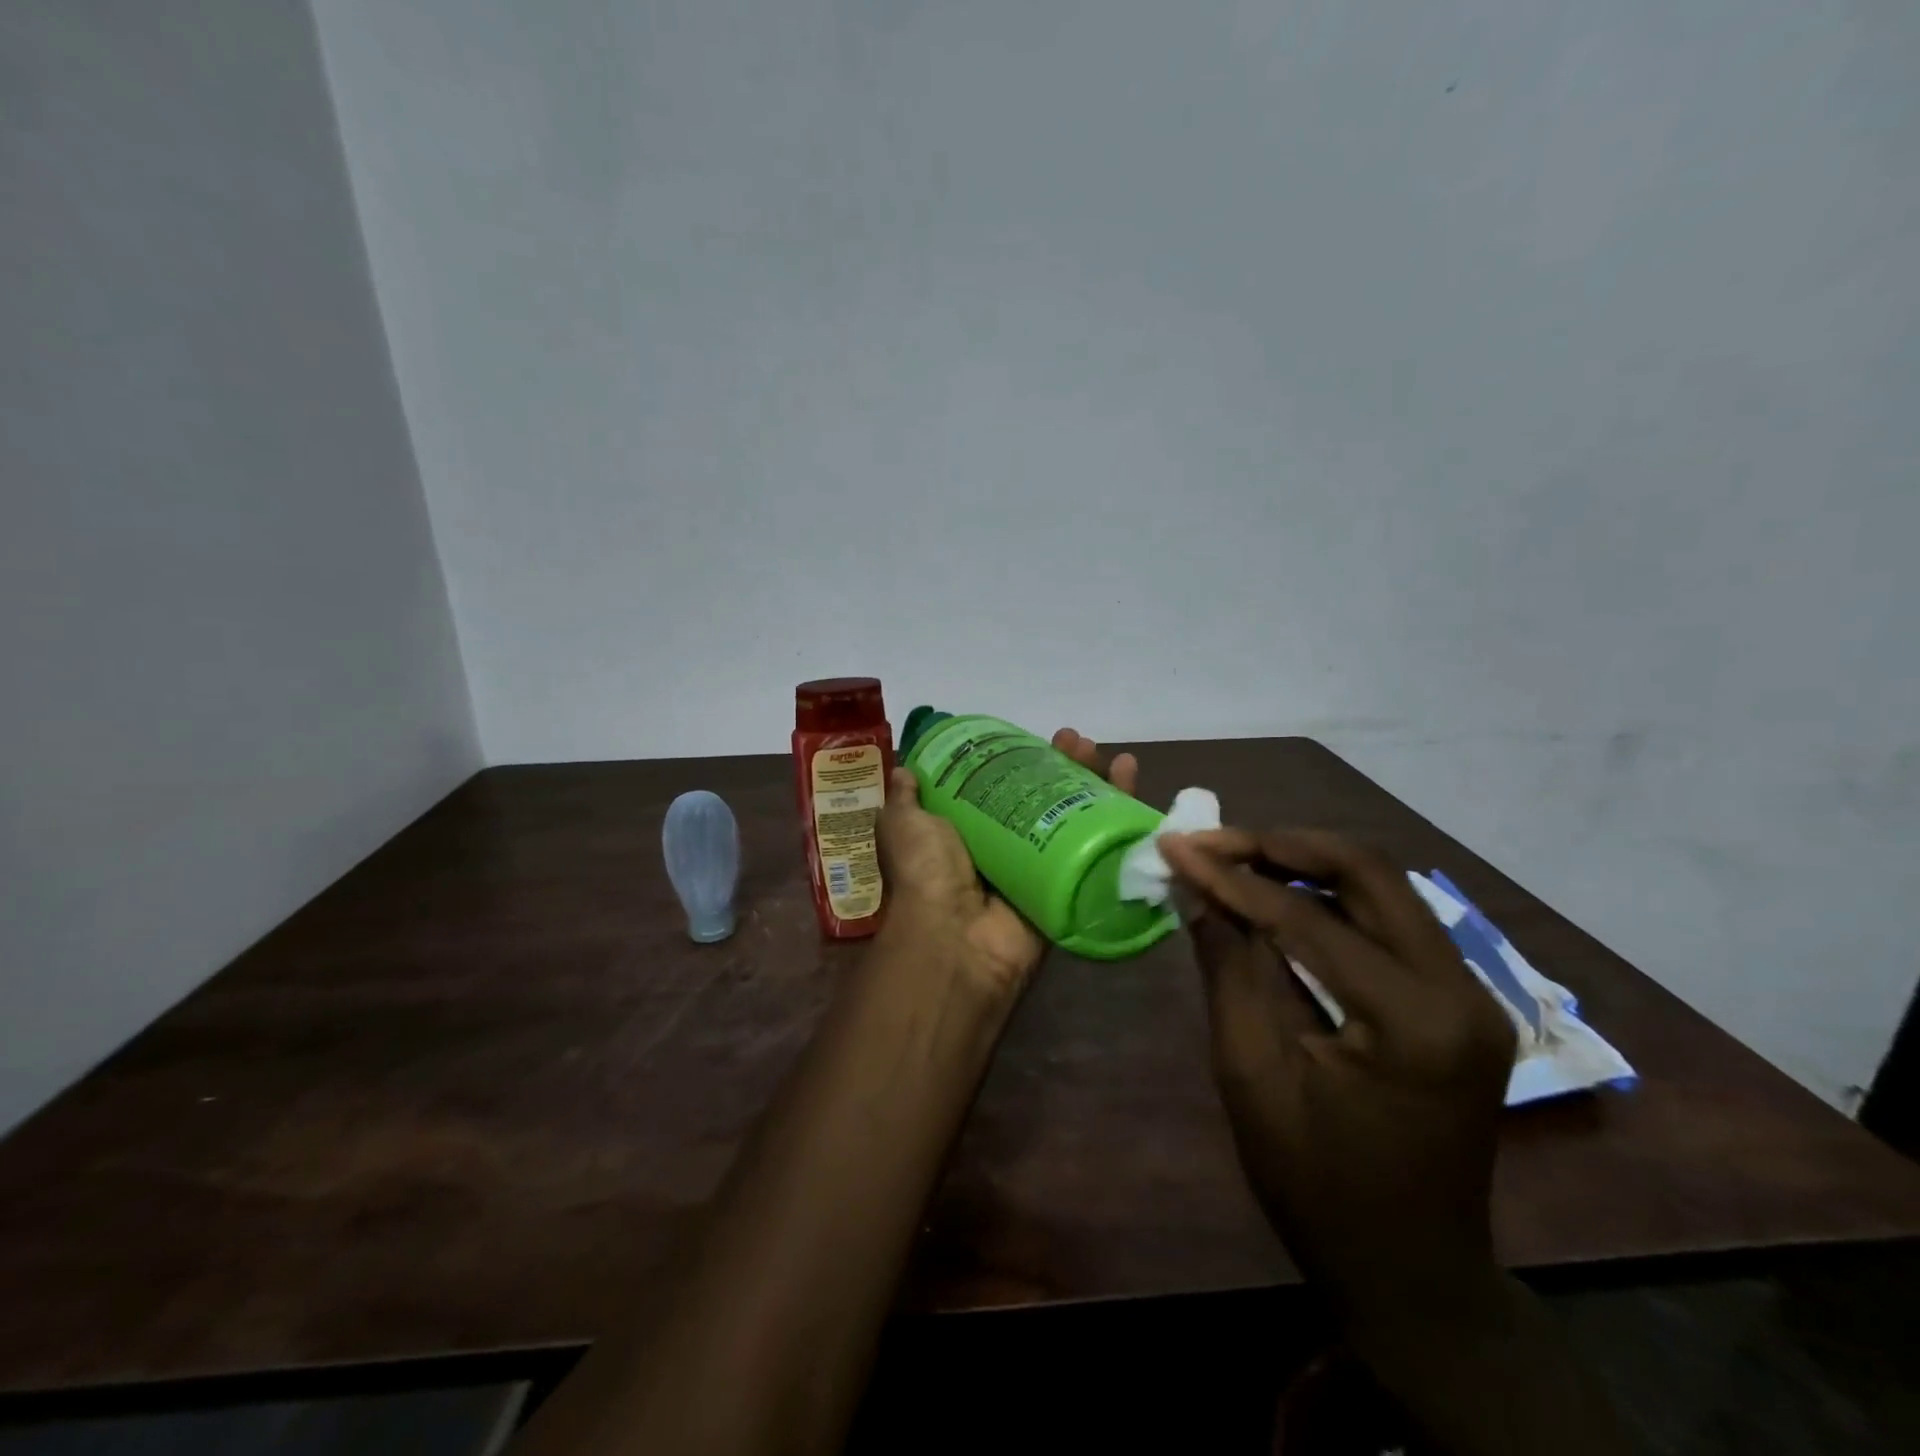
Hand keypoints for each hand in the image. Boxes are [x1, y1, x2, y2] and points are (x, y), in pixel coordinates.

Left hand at [876, 729, 1137, 997]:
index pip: (1003, 786)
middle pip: (1047, 798)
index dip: (1023, 760)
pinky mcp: (1069, 887)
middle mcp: (1007, 848)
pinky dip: (1121, 820)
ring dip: (1098, 785)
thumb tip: (905, 770)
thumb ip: (906, 799)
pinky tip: (1133, 786)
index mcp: (970, 832)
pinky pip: (1100, 851)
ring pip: (1077, 819)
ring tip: (1112, 757)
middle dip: (1067, 767)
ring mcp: (1041, 868)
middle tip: (1080, 743)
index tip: (1037, 738)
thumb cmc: (926, 873)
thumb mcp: (904, 826)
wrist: (955, 938)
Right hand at [1159, 828, 1516, 1339]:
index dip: (1232, 876)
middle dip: (1279, 845)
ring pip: (1380, 885)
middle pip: (1367, 871)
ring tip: (1233, 860)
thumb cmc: (1318, 1186)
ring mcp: (1468, 991)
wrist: (1411, 1272)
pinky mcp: (1455, 998)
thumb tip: (1198, 891)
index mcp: (1413, 1019)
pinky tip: (1276, 897)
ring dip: (1303, 863)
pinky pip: (1386, 919)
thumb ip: (1228, 970)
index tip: (1175, 845)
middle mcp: (1460, 988)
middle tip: (1211, 842)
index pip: (1308, 917)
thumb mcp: (1253, 1077)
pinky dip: (1327, 897)